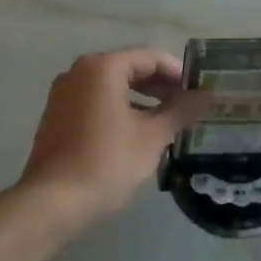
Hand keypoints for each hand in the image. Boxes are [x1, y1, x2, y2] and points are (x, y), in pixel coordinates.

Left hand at [18, 48, 204, 232]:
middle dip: (161, 87)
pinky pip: (95, 103)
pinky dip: (119, 110)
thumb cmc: (107, 163)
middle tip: (188, 108)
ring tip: (167, 123)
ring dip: (141, 100)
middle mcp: (78, 72)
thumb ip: (181, 110)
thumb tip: (208, 95)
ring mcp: (63, 94)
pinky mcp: (57, 117)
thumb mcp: (152, 136)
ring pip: (112, 87)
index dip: (179, 73)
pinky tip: (137, 134)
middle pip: (129, 69)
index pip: (151, 58)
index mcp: (102, 67)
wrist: (53, 202)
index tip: (200, 93)